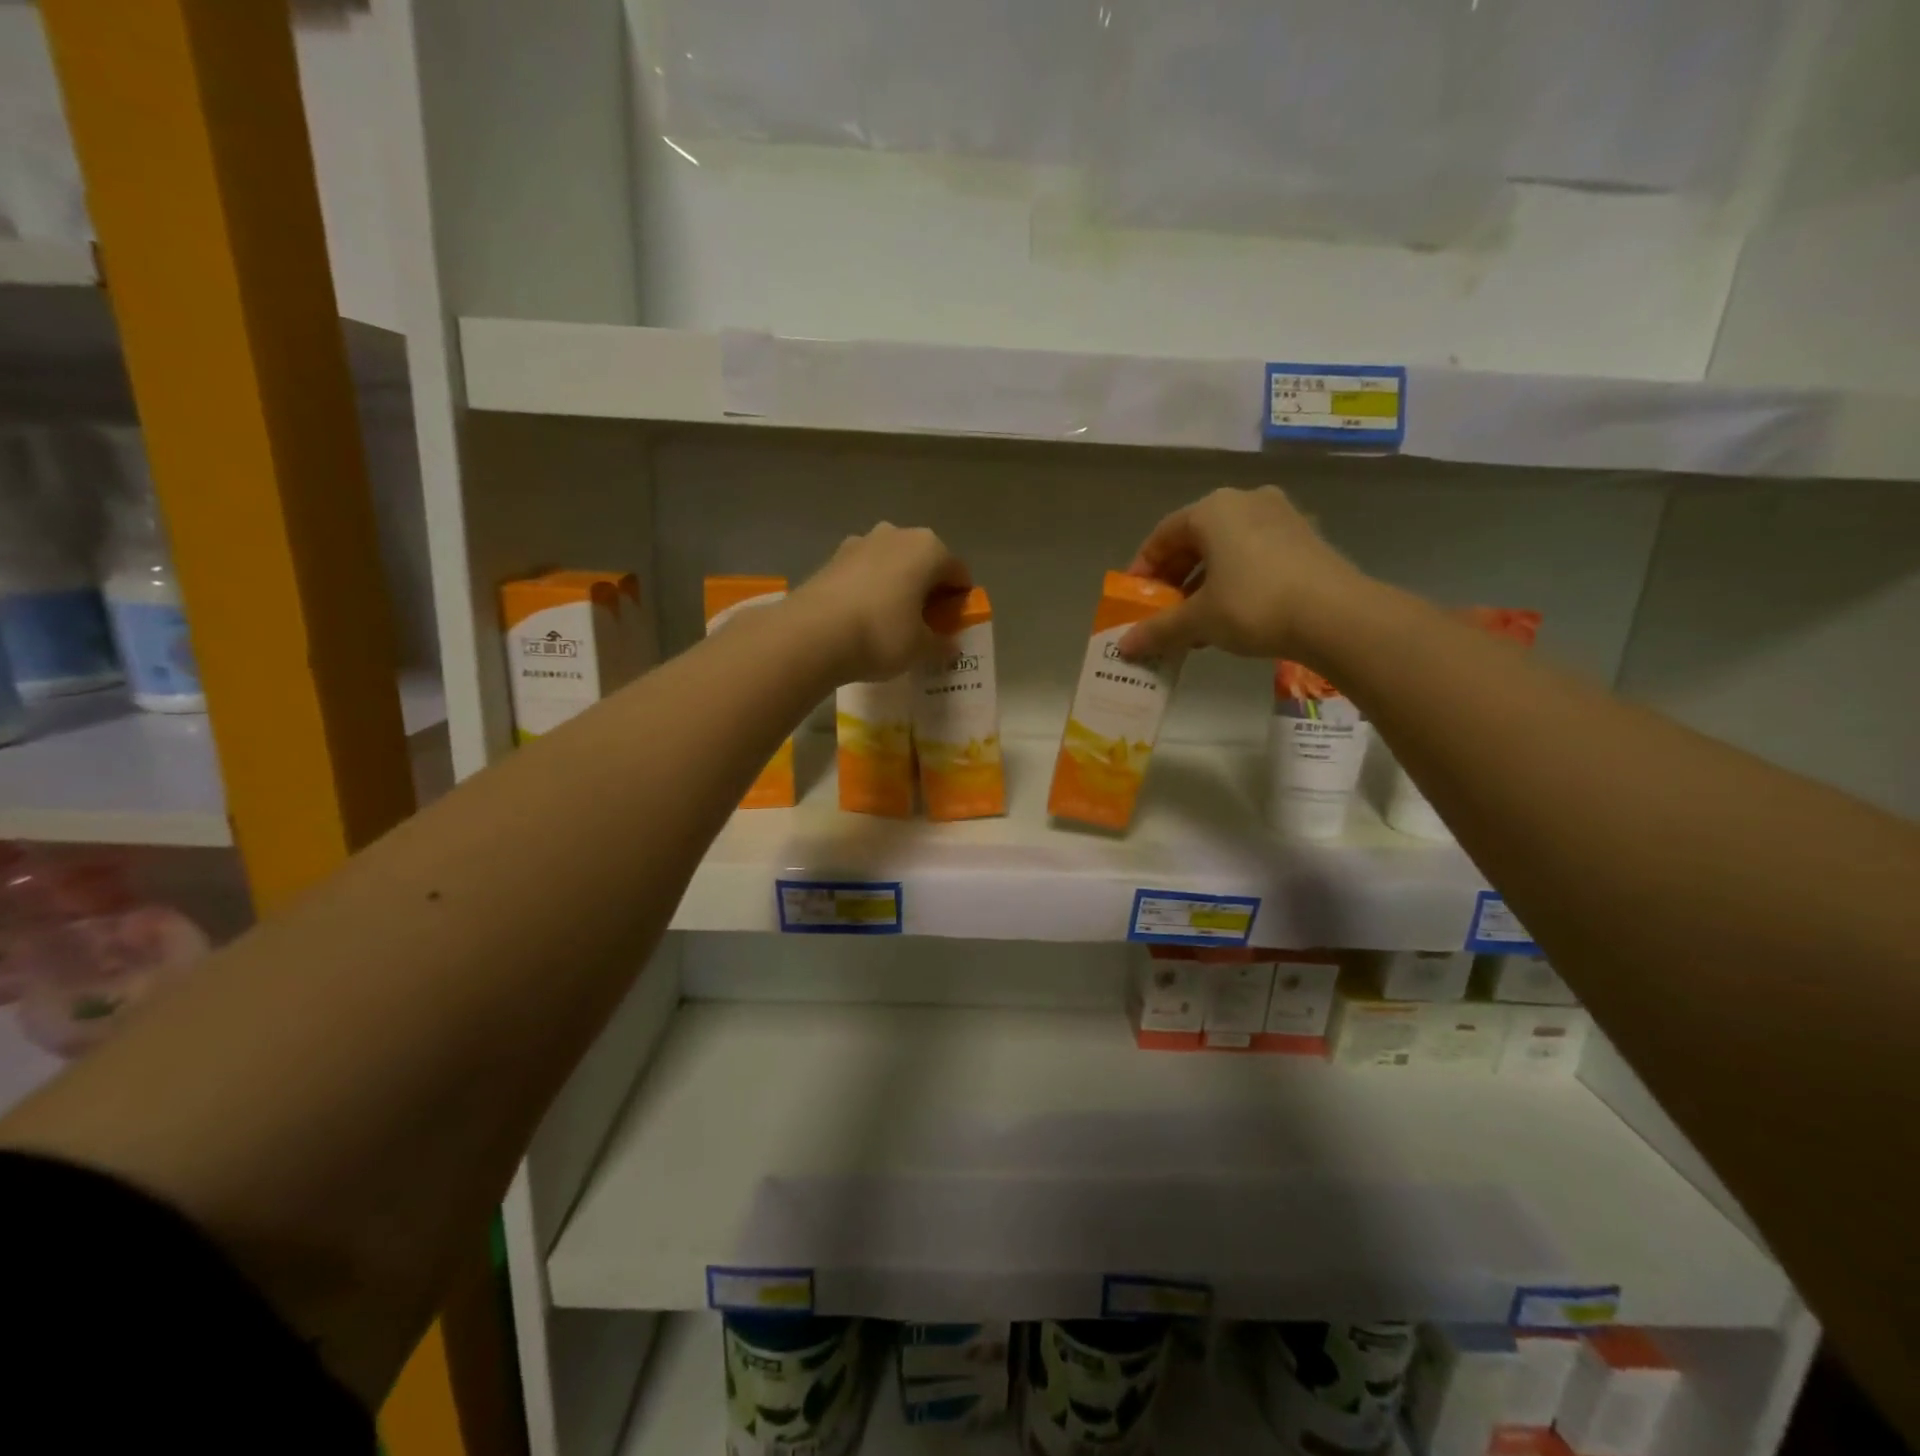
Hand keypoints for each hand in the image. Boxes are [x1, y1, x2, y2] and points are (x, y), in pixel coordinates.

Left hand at [789, 523, 971, 682]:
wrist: (812, 634)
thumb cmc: (882, 634)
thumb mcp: (921, 648)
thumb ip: (941, 643)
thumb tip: (949, 644)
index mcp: (929, 548)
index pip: (958, 574)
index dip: (959, 602)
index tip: (952, 627)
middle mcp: (897, 534)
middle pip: (923, 563)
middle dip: (926, 590)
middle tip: (923, 624)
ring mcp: (860, 542)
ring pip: (891, 565)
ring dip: (896, 586)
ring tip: (890, 622)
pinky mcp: (832, 558)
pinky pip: (864, 573)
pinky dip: (869, 590)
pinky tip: (862, 618)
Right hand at [1117, 486, 1366, 659]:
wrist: (1336, 615)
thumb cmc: (1253, 605)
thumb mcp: (1198, 620)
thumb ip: (1157, 629)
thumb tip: (1123, 647)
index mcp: (1213, 509)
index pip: (1163, 535)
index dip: (1143, 568)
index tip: (1135, 598)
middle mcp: (1246, 501)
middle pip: (1196, 540)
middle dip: (1175, 578)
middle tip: (1163, 611)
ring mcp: (1281, 517)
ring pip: (1227, 549)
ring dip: (1204, 583)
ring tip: (1196, 621)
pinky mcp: (1306, 538)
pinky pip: (1255, 555)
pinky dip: (1235, 580)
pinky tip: (1232, 615)